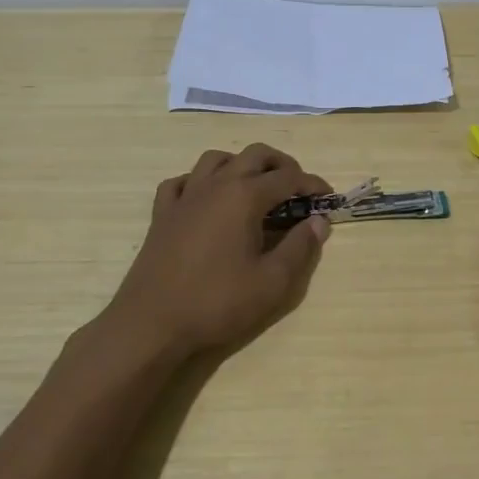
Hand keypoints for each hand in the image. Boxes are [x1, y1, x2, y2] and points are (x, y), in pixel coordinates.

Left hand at [92, 144, 332, 359]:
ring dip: (241, 165)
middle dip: (282, 164)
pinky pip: (182, 181)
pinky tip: (208, 199)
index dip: (312, 184)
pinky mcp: (162, 214)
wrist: (151, 324)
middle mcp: (215, 185)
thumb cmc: (217, 303)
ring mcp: (185, 197)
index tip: (327, 198)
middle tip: (297, 188)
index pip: (288, 178)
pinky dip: (201, 181)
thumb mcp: (272, 282)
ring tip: (255, 187)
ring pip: (216, 159)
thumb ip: (300, 247)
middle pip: (254, 154)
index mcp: (244, 197)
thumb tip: (319, 221)